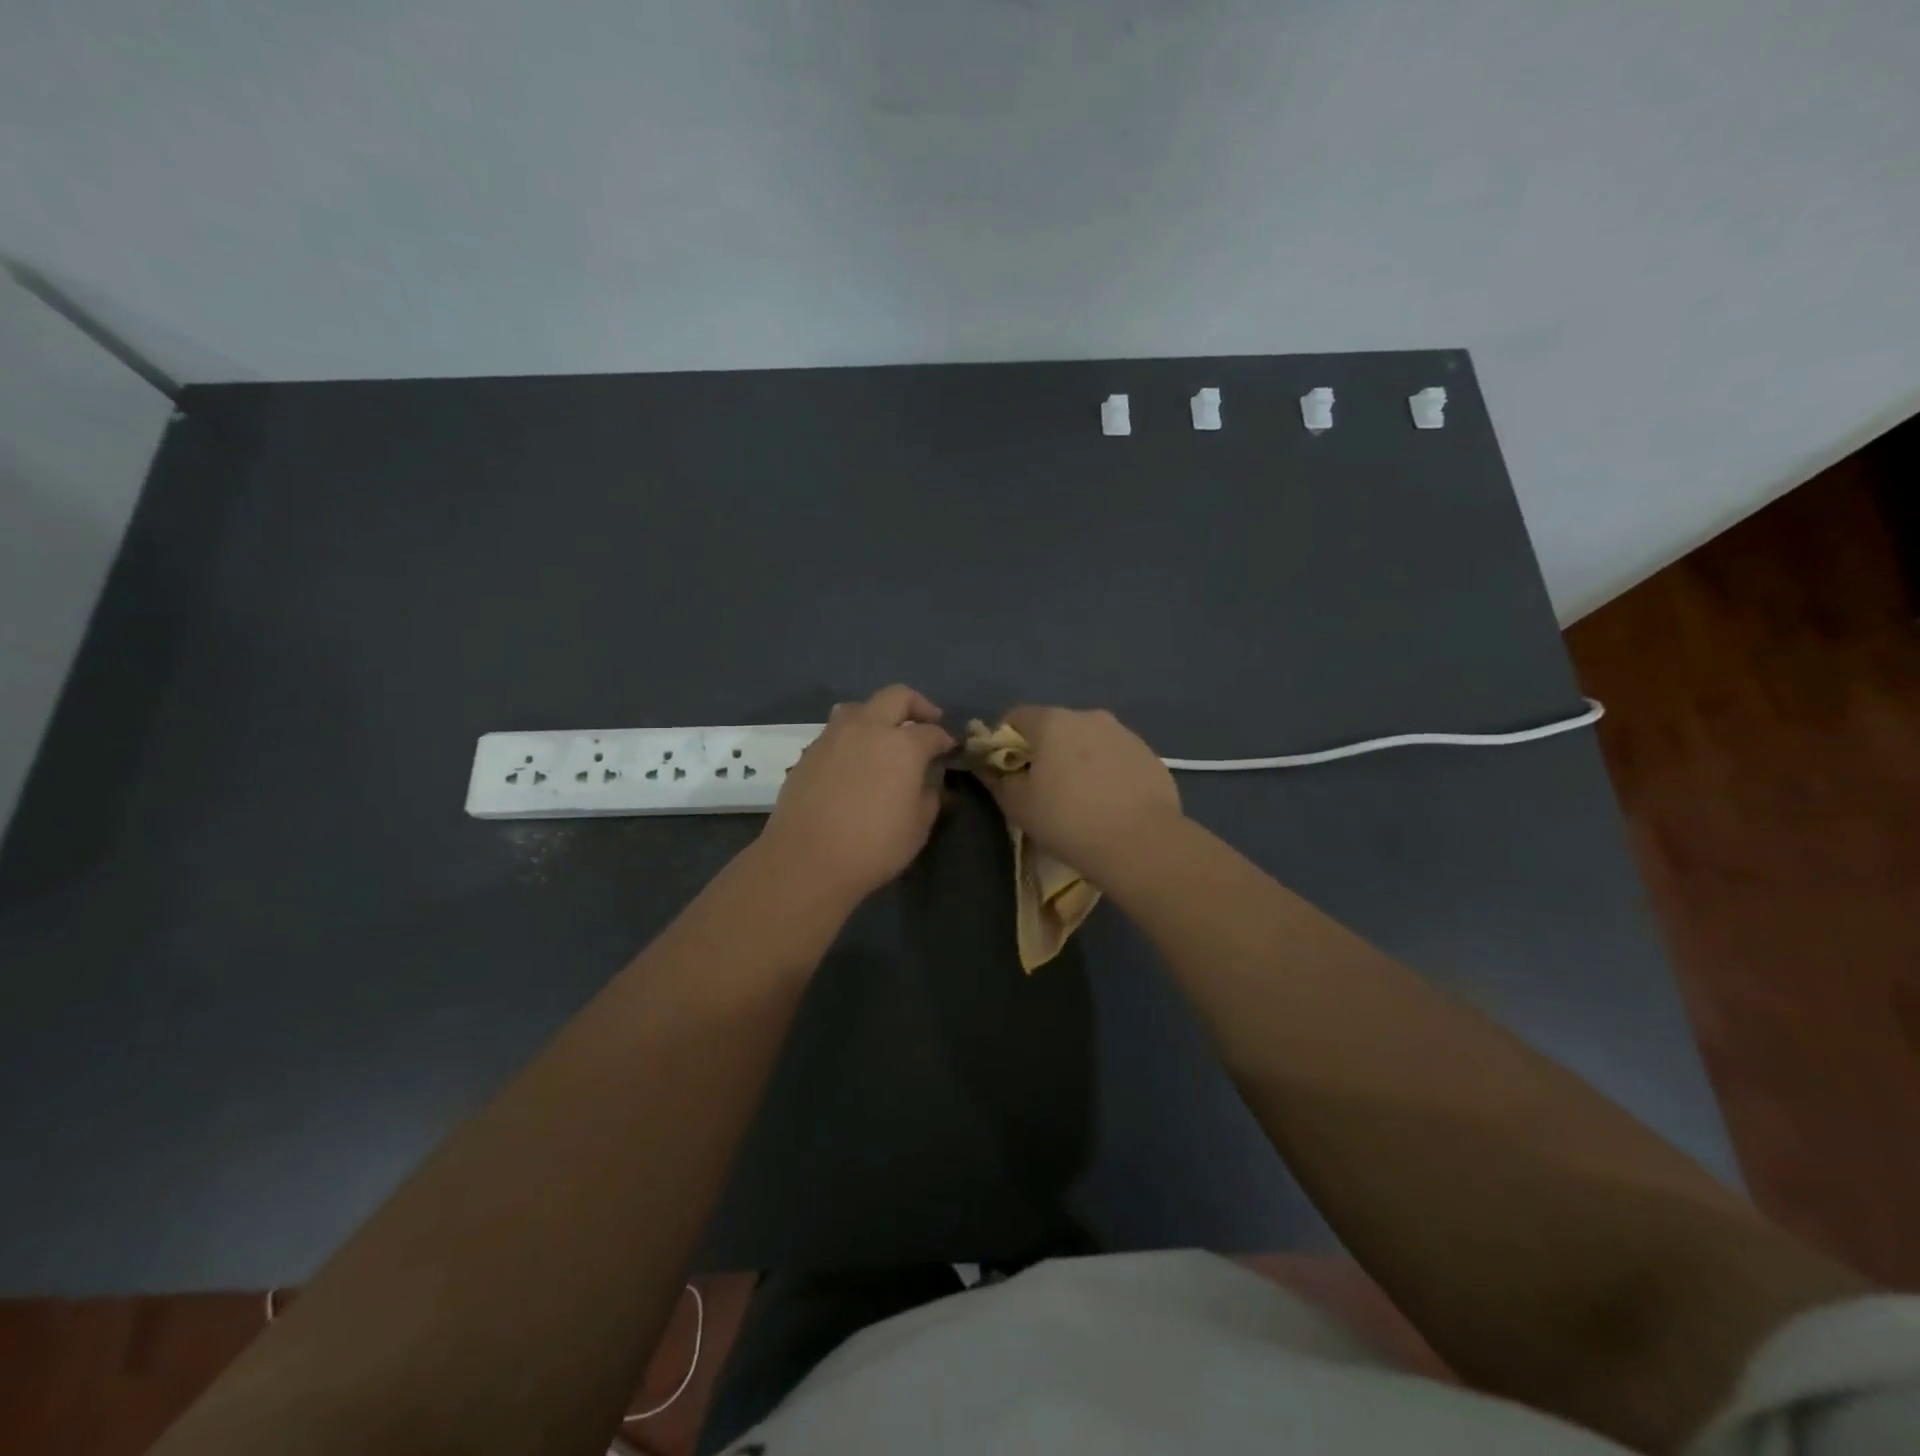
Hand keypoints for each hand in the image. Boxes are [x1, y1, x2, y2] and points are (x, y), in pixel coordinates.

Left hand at [760, 685, 954, 906]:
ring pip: (860, 707)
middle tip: (926, 722)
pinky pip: (837, 731)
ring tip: (884, 737)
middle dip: (917, 705)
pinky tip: (855, 762)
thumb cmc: (873, 846)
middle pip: (896, 696)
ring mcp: (834, 736)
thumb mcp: (918, 827)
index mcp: (903, 745)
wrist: (806, 859)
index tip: (950, 750)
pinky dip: (853, 737)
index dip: (945, 740)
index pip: (932, 731)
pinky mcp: (809, 751)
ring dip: (878, 715)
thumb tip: (931, 782)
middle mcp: (868, 728)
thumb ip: (930, 797)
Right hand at [974, 705, 1183, 881]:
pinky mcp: (1149, 755)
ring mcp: (1124, 733)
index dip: (1004, 742)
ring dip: (1077, 761)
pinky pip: (1115, 757)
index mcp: (1052, 721)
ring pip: (1088, 741)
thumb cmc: (1068, 820)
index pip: (1015, 717)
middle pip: (1054, 727)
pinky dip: (1106, 772)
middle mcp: (1089, 716)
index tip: (1007, 772)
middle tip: (1042, 790)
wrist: (1141, 843)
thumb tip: (988, 767)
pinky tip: (1110, 804)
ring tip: (1080, 800)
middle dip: (1044, 751)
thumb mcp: (1018, 805)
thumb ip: (997, 779)